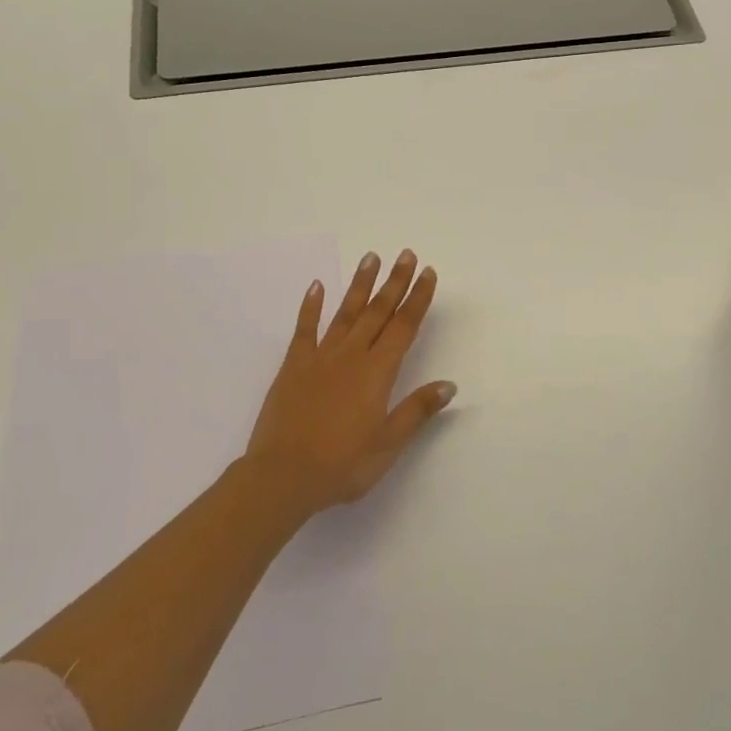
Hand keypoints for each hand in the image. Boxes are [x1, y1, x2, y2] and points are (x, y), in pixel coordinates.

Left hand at [243, 249, 456, 515]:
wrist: (282, 476)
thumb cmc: (342, 465)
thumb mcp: (388, 444)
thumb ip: (417, 410)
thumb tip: (449, 384)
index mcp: (377, 372)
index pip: (404, 326)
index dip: (417, 298)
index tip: (427, 273)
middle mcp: (351, 356)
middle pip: (378, 311)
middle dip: (395, 281)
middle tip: (406, 254)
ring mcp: (320, 357)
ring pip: (345, 312)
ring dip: (360, 284)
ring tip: (371, 257)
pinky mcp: (293, 366)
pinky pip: (304, 329)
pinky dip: (311, 306)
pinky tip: (317, 286)